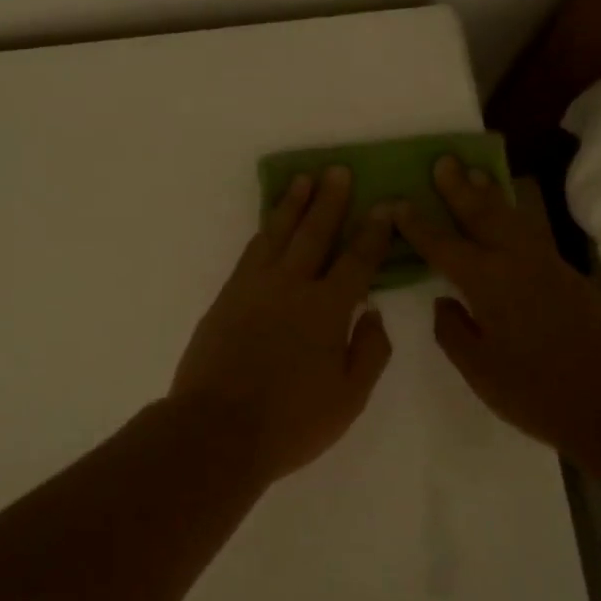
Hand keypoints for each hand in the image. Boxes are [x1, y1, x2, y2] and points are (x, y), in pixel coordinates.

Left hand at [170, 166, 393, 483]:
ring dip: (293, 205)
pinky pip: (251, 251)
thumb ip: (369, 352)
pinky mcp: (228, 295)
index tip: (384, 206)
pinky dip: (264, 231)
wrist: (217, 430)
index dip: (373, 232)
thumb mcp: (348, 398)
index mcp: (327, 309)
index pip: (357, 260)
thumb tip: (374, 313)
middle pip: (315, 232)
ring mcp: (255, 287)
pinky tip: (270, 224)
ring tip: (303, 180)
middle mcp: (291, 286)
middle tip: (338, 170)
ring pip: (278, 233)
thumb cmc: (291, 421)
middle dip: (330, 200)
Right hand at [393, 158, 600, 454]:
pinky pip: (531, 233)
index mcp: (486, 281)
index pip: (441, 244)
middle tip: (444, 160)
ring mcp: (547, 264)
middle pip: (481, 214)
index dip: (416, 224)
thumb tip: (444, 302)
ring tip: (476, 173)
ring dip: (490, 194)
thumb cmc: (535, 391)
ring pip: (512, 218)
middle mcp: (515, 260)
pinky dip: (513, 216)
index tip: (397, 201)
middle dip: (459, 187)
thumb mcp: (479, 369)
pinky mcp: (569, 275)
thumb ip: (453, 330)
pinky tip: (509, 218)